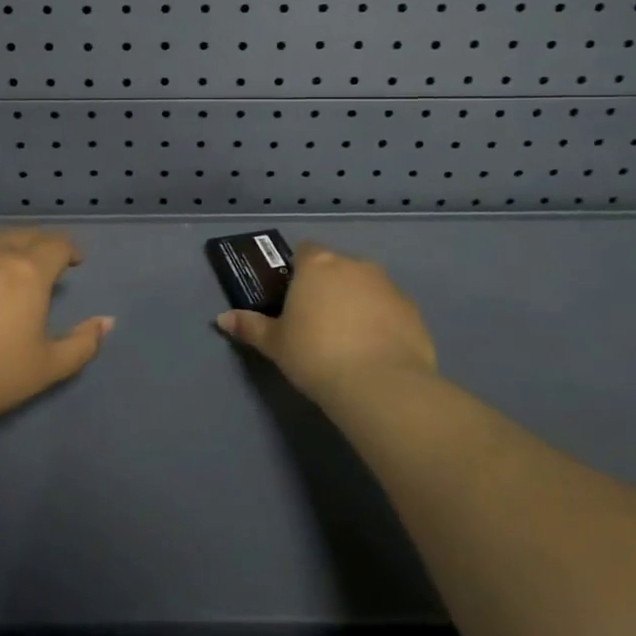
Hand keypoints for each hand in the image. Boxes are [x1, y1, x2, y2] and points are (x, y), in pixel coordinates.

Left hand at [0, 229, 112, 433]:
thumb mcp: (46, 368)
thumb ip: (83, 343)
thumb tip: (107, 321)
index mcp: (28, 270)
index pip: (57, 244)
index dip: (70, 250)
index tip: (73, 263)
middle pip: (23, 235)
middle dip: (39, 246)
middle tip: (42, 267)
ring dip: (4, 249)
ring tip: (4, 271)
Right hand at [216, 242, 435, 403]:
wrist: (380, 384)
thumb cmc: (316, 355)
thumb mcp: (276, 344)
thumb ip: (250, 327)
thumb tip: (221, 319)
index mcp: (318, 265)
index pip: (305, 251)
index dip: (298, 271)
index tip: (293, 298)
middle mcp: (355, 265)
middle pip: (337, 267)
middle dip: (329, 287)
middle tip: (317, 323)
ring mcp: (388, 286)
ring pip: (367, 287)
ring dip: (357, 303)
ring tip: (348, 341)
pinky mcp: (413, 311)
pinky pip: (391, 310)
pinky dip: (382, 323)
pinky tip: (375, 353)